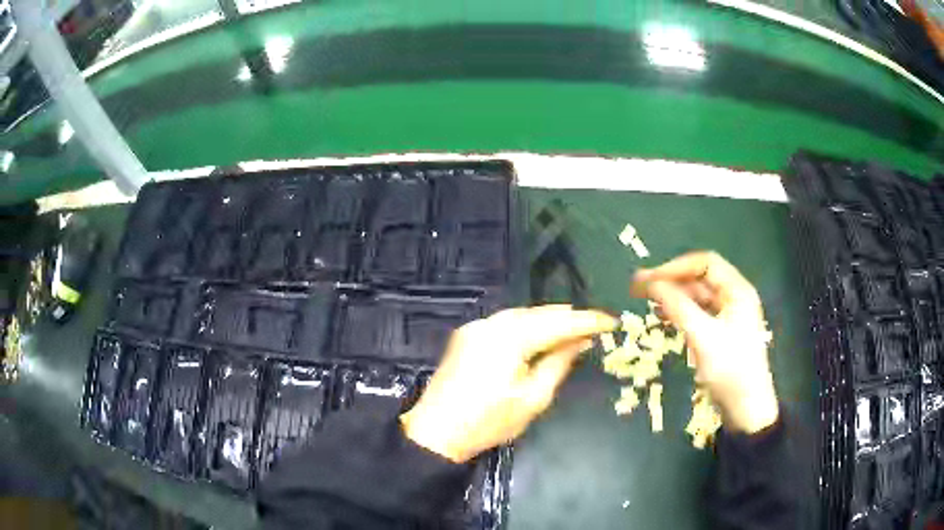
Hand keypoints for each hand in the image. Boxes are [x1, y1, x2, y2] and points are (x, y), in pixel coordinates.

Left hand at [400, 306, 616, 462]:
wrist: (436, 431)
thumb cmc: (489, 421)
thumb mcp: (533, 398)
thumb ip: (558, 364)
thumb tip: (580, 342)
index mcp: (510, 338)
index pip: (558, 322)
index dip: (587, 321)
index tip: (611, 321)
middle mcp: (491, 323)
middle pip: (538, 313)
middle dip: (567, 317)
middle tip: (594, 323)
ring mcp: (475, 327)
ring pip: (521, 315)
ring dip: (547, 320)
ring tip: (573, 326)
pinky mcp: (466, 336)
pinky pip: (504, 323)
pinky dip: (526, 326)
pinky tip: (539, 334)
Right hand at [631, 252, 778, 433]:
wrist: (746, 409)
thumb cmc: (730, 370)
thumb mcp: (703, 337)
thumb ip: (678, 307)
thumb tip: (651, 283)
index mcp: (737, 291)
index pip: (705, 264)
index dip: (676, 267)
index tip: (650, 279)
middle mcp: (734, 297)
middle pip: (700, 278)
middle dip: (671, 280)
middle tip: (639, 288)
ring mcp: (727, 315)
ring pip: (697, 296)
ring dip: (673, 296)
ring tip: (646, 301)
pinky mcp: (720, 332)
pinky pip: (697, 313)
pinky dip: (679, 312)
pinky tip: (663, 317)